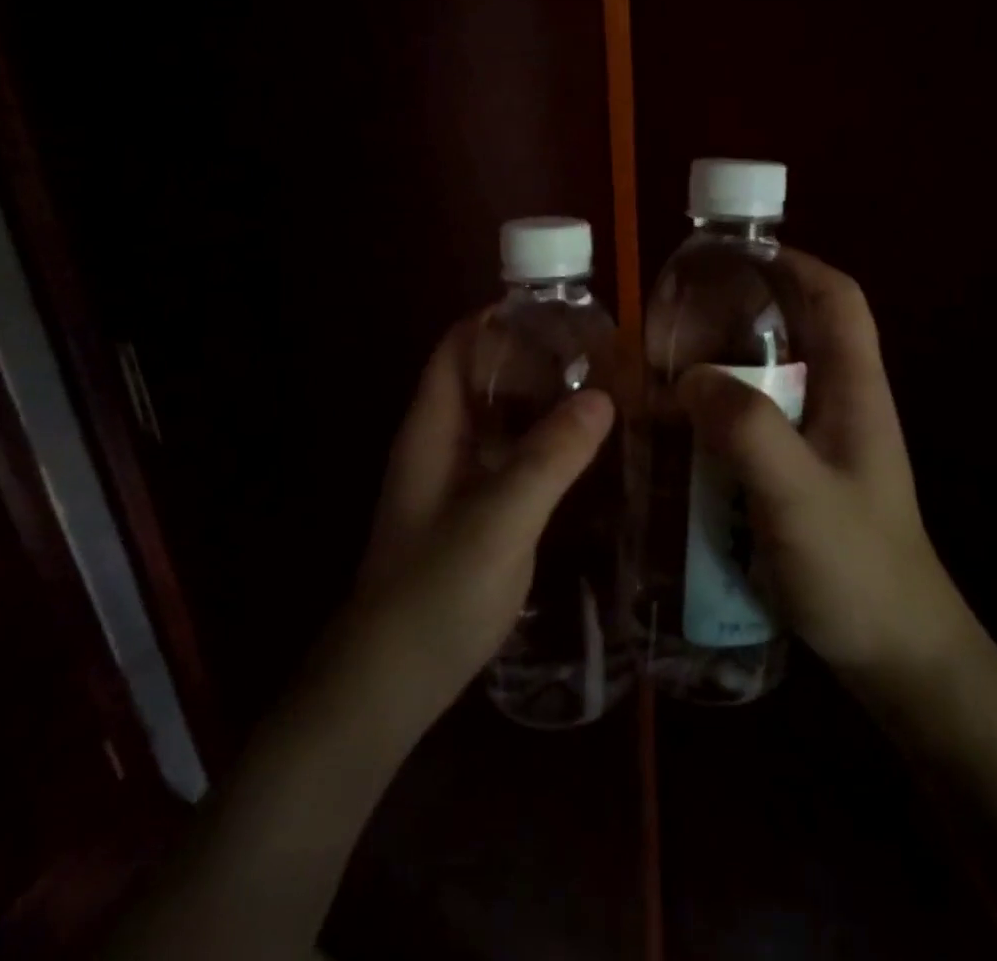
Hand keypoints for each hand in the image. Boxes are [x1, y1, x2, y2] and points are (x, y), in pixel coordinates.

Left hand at [338, 317, 615, 730]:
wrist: (390, 685)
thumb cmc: (434, 595)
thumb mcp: (499, 521)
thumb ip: (550, 458)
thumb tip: (604, 397)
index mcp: (432, 429)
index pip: (458, 348)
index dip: (499, 320)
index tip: (559, 310)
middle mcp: (442, 444)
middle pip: (484, 378)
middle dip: (535, 358)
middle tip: (600, 351)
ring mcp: (459, 481)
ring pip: (503, 419)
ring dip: (545, 401)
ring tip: (606, 389)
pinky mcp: (477, 513)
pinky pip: (514, 458)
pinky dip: (547, 443)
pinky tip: (590, 451)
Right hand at [677, 250, 973, 684]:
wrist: (896, 656)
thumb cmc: (857, 570)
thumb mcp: (798, 498)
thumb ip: (748, 432)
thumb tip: (690, 376)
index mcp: (855, 389)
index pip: (838, 297)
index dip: (793, 262)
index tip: (733, 257)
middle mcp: (840, 402)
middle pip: (795, 331)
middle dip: (738, 315)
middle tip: (675, 321)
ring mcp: (821, 440)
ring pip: (769, 378)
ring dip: (721, 368)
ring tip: (663, 370)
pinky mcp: (800, 472)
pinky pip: (754, 423)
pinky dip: (718, 414)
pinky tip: (680, 432)